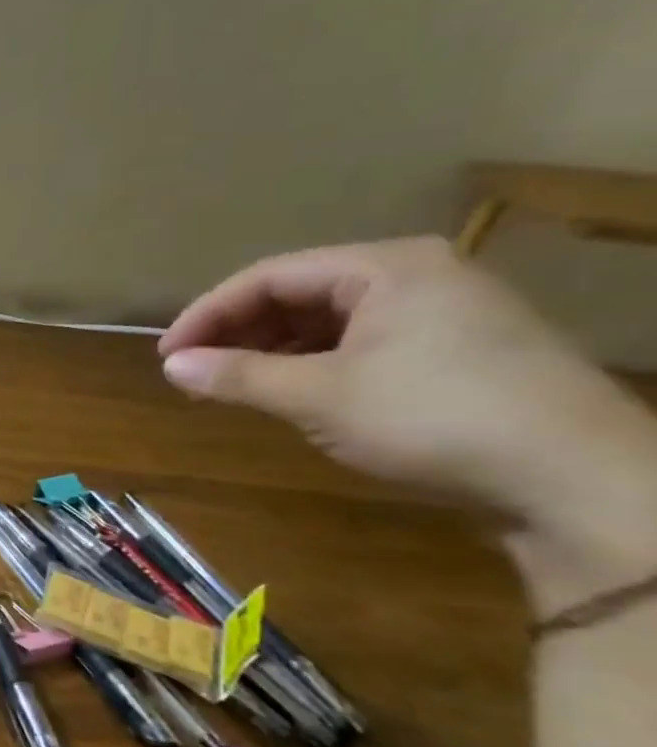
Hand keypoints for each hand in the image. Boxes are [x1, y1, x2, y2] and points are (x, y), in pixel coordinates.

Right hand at [160, 237, 656, 608]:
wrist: (579, 479)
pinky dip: (312, 364)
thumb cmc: (436, 418)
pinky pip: (359, 343)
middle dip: (238, 332)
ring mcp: (440, 312)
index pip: (268, 277)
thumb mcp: (320, 397)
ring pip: (327, 321)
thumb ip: (238, 376)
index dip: (208, 314)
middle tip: (193, 372)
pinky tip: (290, 391)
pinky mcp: (454, 350)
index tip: (167, 355)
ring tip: (231, 385)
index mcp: (384, 267)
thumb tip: (171, 367)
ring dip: (271, 350)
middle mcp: (414, 276)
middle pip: (297, 294)